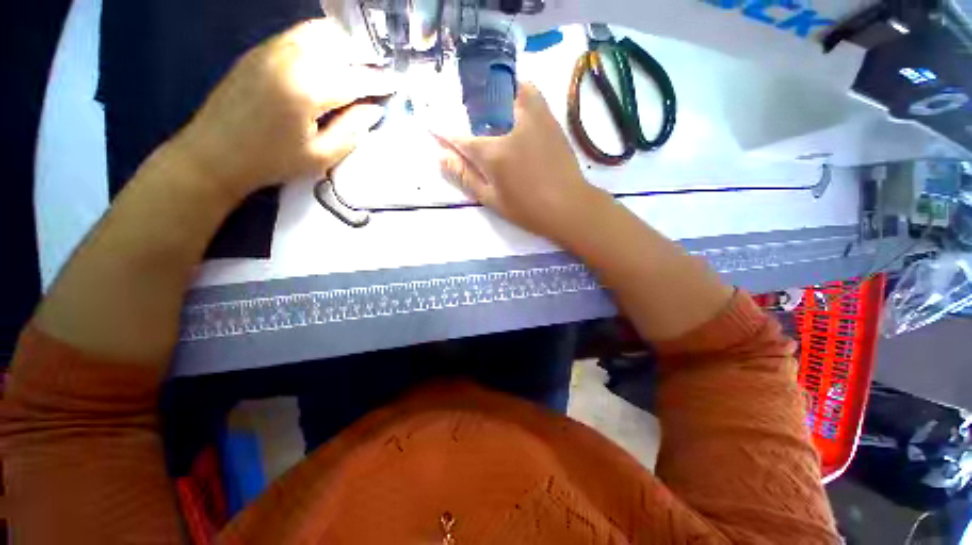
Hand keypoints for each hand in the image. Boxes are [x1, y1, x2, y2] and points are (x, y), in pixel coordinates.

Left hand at [173, 18, 393, 199]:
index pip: (356, 78)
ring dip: (346, 43)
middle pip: (339, 45)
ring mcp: (272, 49)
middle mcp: (290, 59)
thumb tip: (374, 109)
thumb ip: (353, 131)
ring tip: (362, 60)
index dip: (380, 81)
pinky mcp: (260, 50)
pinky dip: (323, 39)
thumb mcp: (321, 156)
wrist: (214, 153)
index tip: (397, 83)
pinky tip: (333, 54)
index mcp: (307, 89)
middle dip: (366, 56)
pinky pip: (300, 34)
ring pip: (320, 32)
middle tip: (383, 70)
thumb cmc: (272, 161)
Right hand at [437, 83, 606, 243]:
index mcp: (493, 153)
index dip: (444, 134)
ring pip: (506, 90)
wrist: (568, 206)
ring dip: (492, 94)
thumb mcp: (491, 199)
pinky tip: (514, 106)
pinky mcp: (549, 118)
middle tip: (465, 121)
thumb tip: (441, 156)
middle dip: (467, 110)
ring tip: (489, 108)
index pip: (460, 138)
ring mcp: (533, 118)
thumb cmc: (527, 209)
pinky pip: (530, 92)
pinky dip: (518, 91)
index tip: (433, 128)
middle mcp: (510, 127)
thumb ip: (465, 176)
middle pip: (481, 107)